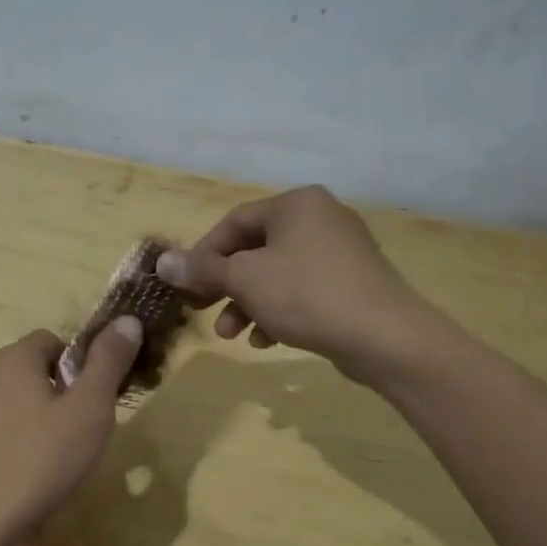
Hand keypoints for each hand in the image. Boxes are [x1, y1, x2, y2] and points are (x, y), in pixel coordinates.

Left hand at [0, 319, 143, 545]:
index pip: (51, 340)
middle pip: (29, 371)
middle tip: (81, 432)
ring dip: (33, 421)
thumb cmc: (38, 462)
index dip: (78, 364)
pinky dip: (10, 447)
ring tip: (54, 461)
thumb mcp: (88, 410)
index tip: (94, 399)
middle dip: (58, 394)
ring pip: (9, 404)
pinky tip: (23, 480)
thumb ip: (108, 362)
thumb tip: (127, 319)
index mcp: (13, 360)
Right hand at [157, 186, 433, 383]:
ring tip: (232, 335)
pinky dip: (278, 311)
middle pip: (255, 249)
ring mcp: (341, 251)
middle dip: (224, 285)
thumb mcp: (244, 279)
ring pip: (277, 274)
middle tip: (201, 310)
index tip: (185, 286)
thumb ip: (201, 269)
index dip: (202, 255)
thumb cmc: (306, 294)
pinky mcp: (353, 282)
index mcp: (295, 204)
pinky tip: (266, 342)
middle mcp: (320, 218)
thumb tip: (161, 261)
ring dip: (247, 303)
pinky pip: (303, 290)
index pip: (233, 223)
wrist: (385, 336)